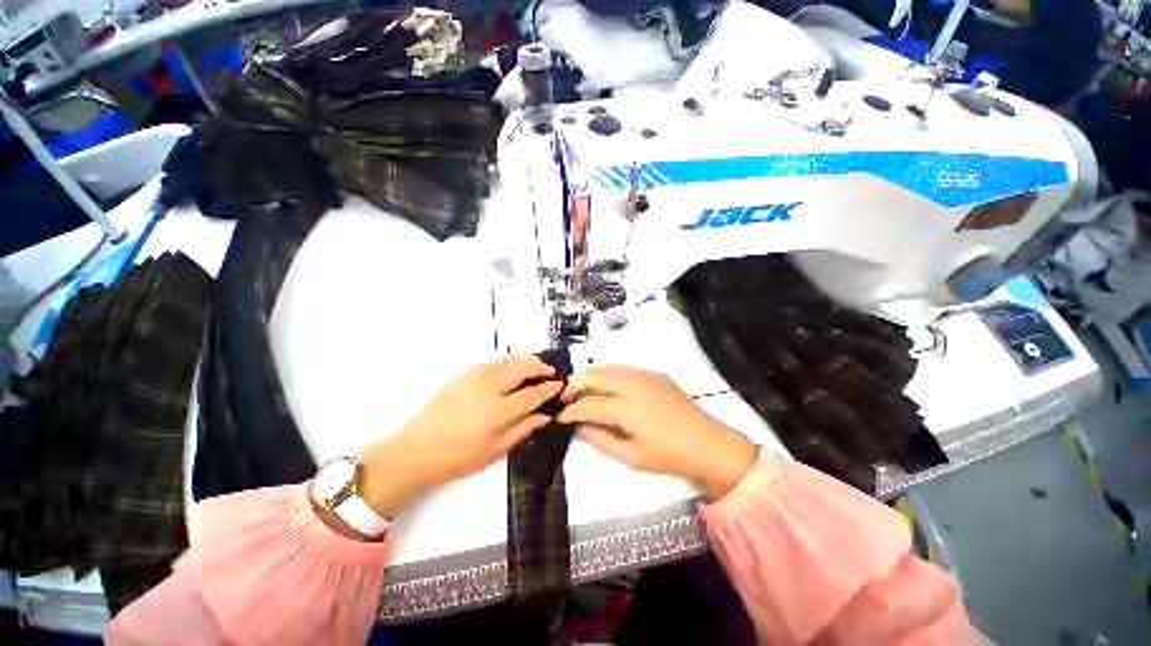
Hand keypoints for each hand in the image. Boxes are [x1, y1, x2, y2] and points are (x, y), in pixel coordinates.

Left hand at [357, 356, 563, 517]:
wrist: (415, 452)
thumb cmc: (458, 458)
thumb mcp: (495, 451)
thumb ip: (522, 430)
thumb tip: (544, 417)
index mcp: (498, 412)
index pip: (531, 394)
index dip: (548, 389)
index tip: (559, 385)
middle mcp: (488, 390)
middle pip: (520, 369)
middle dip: (539, 367)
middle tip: (549, 371)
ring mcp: (473, 380)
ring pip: (505, 362)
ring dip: (523, 360)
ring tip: (534, 364)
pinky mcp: (461, 377)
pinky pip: (488, 363)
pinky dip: (504, 361)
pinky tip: (509, 365)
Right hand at [557, 365, 757, 500]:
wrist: (707, 443)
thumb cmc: (669, 455)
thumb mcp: (632, 457)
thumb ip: (601, 440)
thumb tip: (579, 428)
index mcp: (627, 408)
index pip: (589, 405)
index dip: (570, 410)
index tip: (559, 416)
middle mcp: (633, 385)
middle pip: (595, 376)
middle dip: (575, 384)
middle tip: (564, 396)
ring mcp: (644, 375)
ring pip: (608, 367)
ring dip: (590, 375)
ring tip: (580, 387)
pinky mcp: (654, 373)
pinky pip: (623, 367)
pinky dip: (608, 372)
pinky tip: (606, 382)